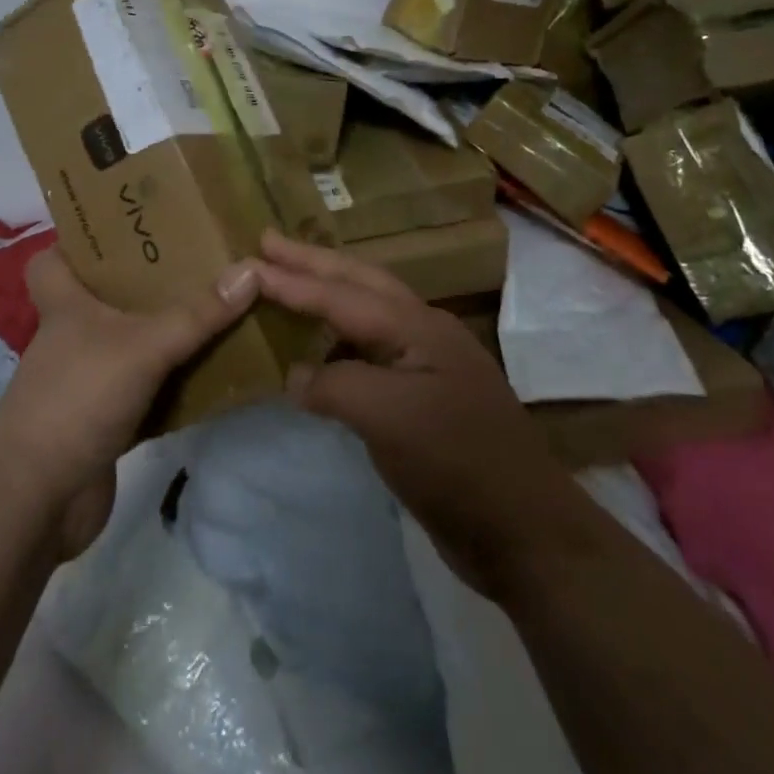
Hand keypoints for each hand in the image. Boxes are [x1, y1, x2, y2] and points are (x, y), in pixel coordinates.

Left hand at [0, 248, 259, 555]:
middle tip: (196, 262)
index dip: (78, 241)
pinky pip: (146, 391)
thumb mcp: (143, 346)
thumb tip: (252, 269)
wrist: (37, 499)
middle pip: (105, 298)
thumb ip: (197, 314)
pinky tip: (211, 375)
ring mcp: (87, 381)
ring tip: (216, 308)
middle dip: (146, 283)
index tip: (126, 227)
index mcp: (66, 305)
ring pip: (130, 345)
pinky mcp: (104, 421)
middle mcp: (73, 337)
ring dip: (165, 334)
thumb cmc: (78, 398)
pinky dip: (173, 386)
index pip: (53, 259)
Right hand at [256, 230, 589, 601]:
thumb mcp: (388, 417)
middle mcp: (423, 332)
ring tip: (290, 282)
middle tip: (269, 242)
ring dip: (328, 294)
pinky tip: (319, 353)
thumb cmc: (455, 462)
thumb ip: (333, 385)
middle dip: (312, 262)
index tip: (250, 259)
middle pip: (360, 282)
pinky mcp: (424, 399)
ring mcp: (427, 365)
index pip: (342, 294)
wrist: (523, 531)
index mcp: (417, 326)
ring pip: (368, 314)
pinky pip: (371, 354)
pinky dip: (338, 343)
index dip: (293, 280)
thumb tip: (295, 377)